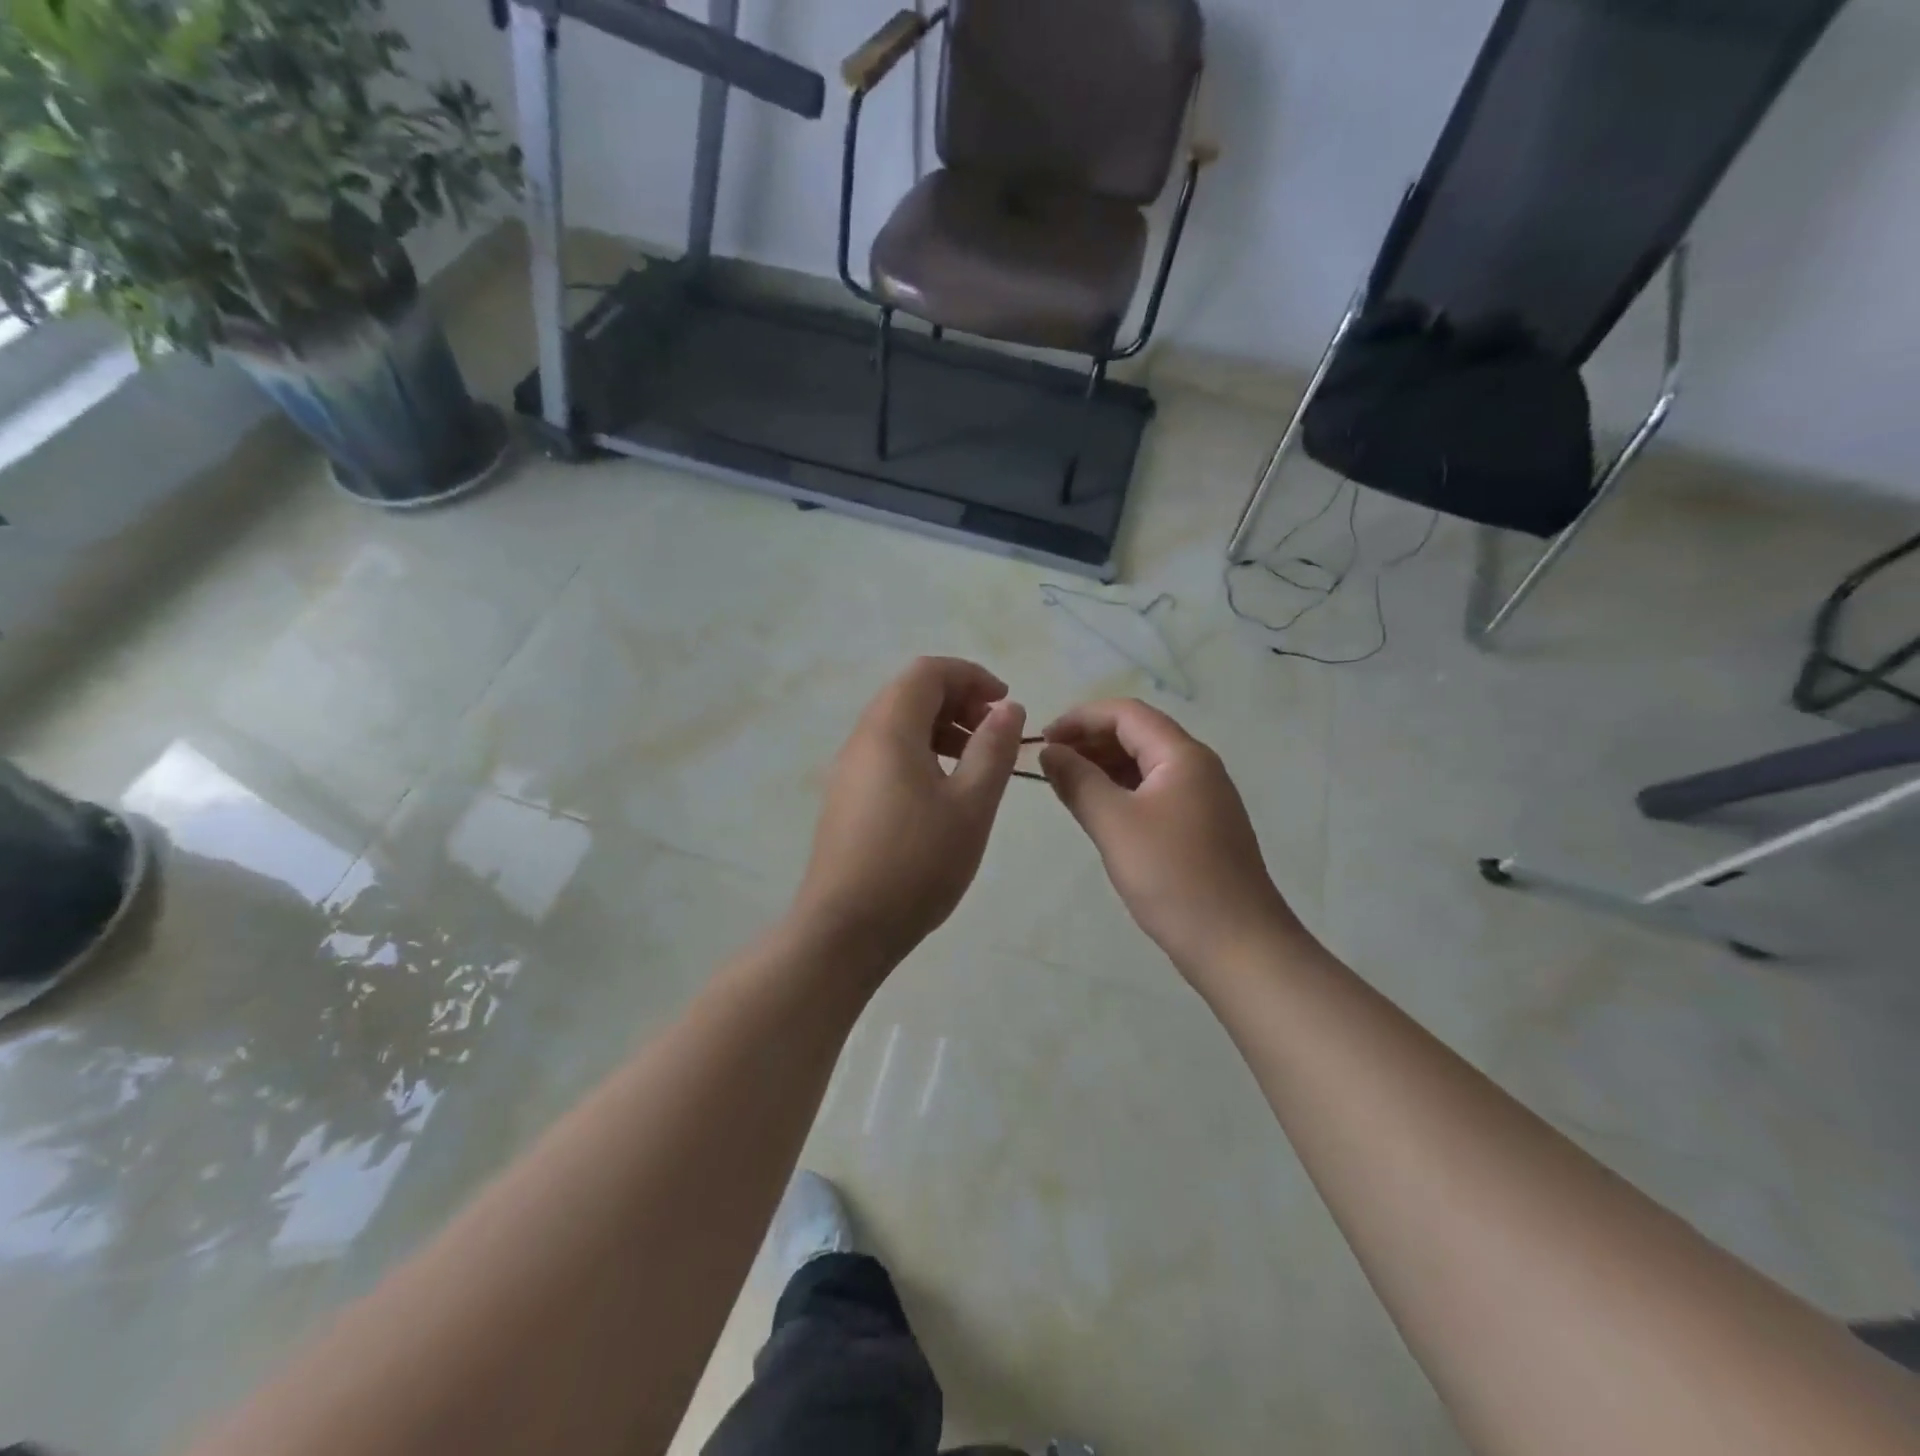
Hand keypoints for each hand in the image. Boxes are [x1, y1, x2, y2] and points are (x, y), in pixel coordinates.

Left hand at [794, 657, 1025, 973]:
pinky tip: (943, 792)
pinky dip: (920, 753)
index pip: (928, 672)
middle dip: (958, 700)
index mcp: (889, 729)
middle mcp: (861, 739)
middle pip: (910, 693)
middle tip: (994, 733)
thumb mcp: (970, 805)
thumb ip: (992, 748)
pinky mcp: (845, 798)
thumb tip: (1008, 707)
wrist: (845, 929)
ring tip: (975, 763)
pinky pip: (886, 754)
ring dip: (940, 728)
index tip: (1005, 704)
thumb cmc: (917, 863)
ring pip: (897, 725)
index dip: (971, 676)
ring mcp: (848, 770)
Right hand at [1041, 700, 1302, 978]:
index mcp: (1182, 755)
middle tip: (1049, 762)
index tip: (1043, 738)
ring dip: (1104, 766)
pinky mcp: (1200, 827)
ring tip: (1065, 784)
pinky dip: (1122, 791)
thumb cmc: (1173, 877)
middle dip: (1091, 740)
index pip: (1126, 713)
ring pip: (1145, 765)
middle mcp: (1197, 767)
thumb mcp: (1114, 824)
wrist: (1237, 944)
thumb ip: (1078, 781)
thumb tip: (1049, 751)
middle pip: (1138, 734)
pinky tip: (1098, 810)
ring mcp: (1202, 798)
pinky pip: (1154, 792)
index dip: (1080, 718)